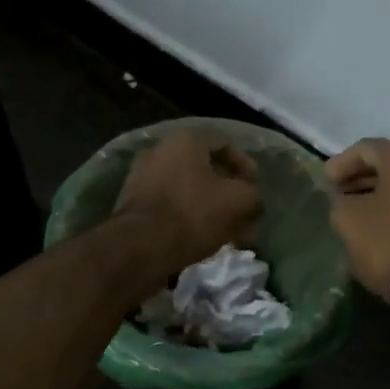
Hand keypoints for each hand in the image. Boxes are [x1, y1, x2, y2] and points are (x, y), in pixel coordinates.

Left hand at [115, 128, 262, 274]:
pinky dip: (190, 220)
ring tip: (228, 233)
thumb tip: (252, 201)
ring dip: (211, 209)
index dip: (246, 166)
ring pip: (188, 191)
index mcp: (185, 140)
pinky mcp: (134, 206)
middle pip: (205, 170)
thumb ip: (253, 196)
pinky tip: (204, 240)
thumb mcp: (240, 201)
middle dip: (228, 193)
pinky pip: (171, 208)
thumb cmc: (194, 213)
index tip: (255, 190)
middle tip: (244, 215)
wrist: (141, 247)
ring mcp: (142, 178)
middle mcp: (159, 152)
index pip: (225, 143)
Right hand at [325, 138, 389, 299]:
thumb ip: (340, 200)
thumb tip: (345, 199)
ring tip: (363, 211)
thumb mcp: (347, 218)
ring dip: (385, 194)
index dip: (341, 163)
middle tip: (342, 193)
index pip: (367, 148)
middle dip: (364, 177)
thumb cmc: (387, 242)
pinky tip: (388, 225)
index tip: (326, 182)